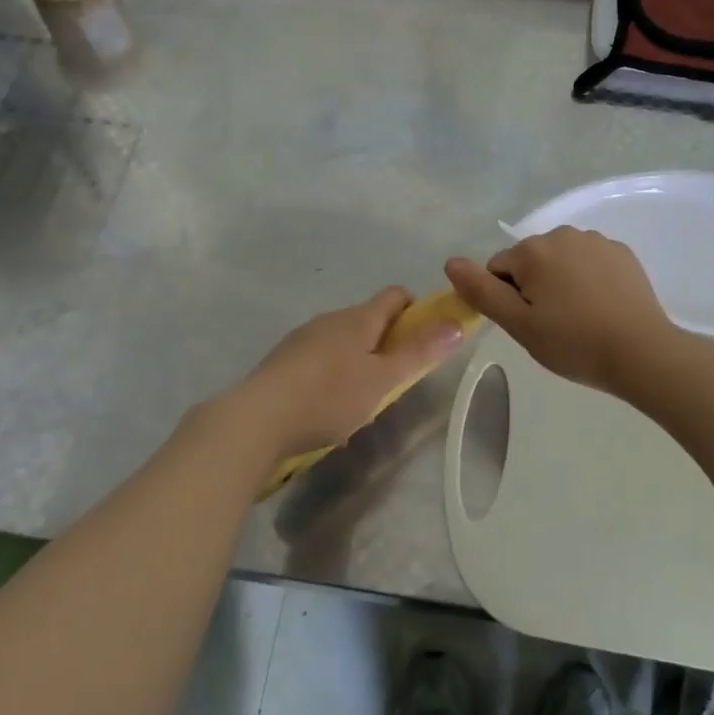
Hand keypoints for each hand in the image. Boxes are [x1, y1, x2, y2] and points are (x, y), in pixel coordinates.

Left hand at [219, 287, 469, 466]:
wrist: (257, 419)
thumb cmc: (329, 396)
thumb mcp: (382, 380)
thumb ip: (419, 353)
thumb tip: (456, 324)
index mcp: (359, 318)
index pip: (396, 295)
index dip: (417, 310)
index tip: (425, 338)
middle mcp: (331, 318)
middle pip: (369, 318)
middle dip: (387, 341)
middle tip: (395, 378)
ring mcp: (303, 337)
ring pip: (342, 339)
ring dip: (359, 359)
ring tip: (361, 399)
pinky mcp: (283, 360)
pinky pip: (319, 358)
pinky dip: (332, 373)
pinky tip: (327, 407)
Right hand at [445, 227, 679, 392]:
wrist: (642, 352)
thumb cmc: (574, 342)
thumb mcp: (519, 325)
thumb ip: (482, 291)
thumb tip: (450, 262)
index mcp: (533, 251)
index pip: (498, 269)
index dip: (507, 299)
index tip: (529, 324)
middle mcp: (563, 234)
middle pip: (530, 261)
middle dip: (534, 287)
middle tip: (553, 325)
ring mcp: (596, 241)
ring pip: (561, 260)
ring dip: (561, 281)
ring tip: (580, 318)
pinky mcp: (622, 252)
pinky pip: (590, 261)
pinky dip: (589, 279)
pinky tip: (602, 307)